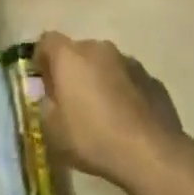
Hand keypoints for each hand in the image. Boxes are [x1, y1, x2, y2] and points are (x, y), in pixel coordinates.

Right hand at [33, 32, 183, 193]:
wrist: (151, 153)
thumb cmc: (93, 138)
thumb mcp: (53, 131)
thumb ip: (46, 106)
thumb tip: (51, 97)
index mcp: (70, 56)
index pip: (47, 41)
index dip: (41, 59)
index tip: (43, 83)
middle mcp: (100, 49)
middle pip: (78, 52)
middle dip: (72, 71)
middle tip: (70, 101)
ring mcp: (129, 61)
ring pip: (105, 64)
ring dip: (99, 79)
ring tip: (101, 112)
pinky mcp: (152, 79)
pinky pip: (128, 79)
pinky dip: (122, 91)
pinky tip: (125, 119)